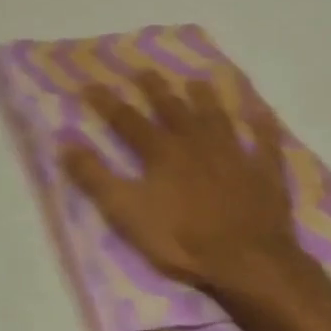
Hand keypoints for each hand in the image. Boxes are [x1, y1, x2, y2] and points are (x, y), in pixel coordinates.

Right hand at [61, 72, 301, 299]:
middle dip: (155, 89)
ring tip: (198, 80)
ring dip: (206, 98)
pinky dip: (262, 125)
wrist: (247, 260)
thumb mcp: (126, 212)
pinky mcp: (264, 172)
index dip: (107, 102)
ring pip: (217, 117)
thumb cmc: (181, 239)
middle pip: (172, 108)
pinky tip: (261, 112)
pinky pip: (265, 142)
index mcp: (161, 152)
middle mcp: (196, 142)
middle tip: (144, 69)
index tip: (90, 84)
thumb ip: (95, 177)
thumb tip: (65, 142)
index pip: (127, 120)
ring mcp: (234, 154)